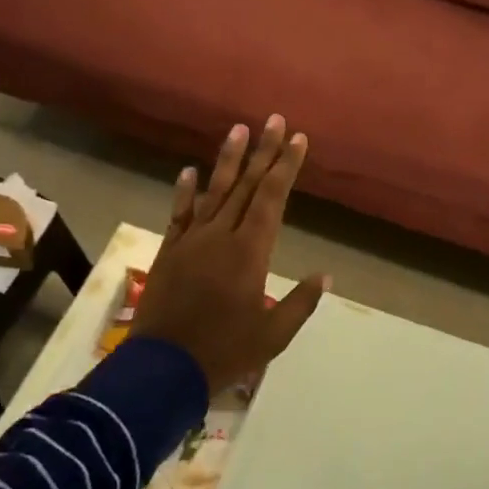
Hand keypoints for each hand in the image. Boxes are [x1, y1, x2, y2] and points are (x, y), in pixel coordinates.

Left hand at [131, 115, 328, 392]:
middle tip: (274, 120)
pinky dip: (185, 192)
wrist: (162, 369)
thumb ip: (300, 303)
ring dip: (229, 160)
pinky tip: (190, 171)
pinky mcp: (170, 250)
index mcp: (250, 251)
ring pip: (215, 191)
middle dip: (263, 151)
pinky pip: (179, 214)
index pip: (272, 197)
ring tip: (239, 129)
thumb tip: (327, 276)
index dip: (285, 166)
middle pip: (247, 185)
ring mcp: (192, 240)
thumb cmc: (224, 352)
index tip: (297, 138)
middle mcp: (222, 235)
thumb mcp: (272, 336)